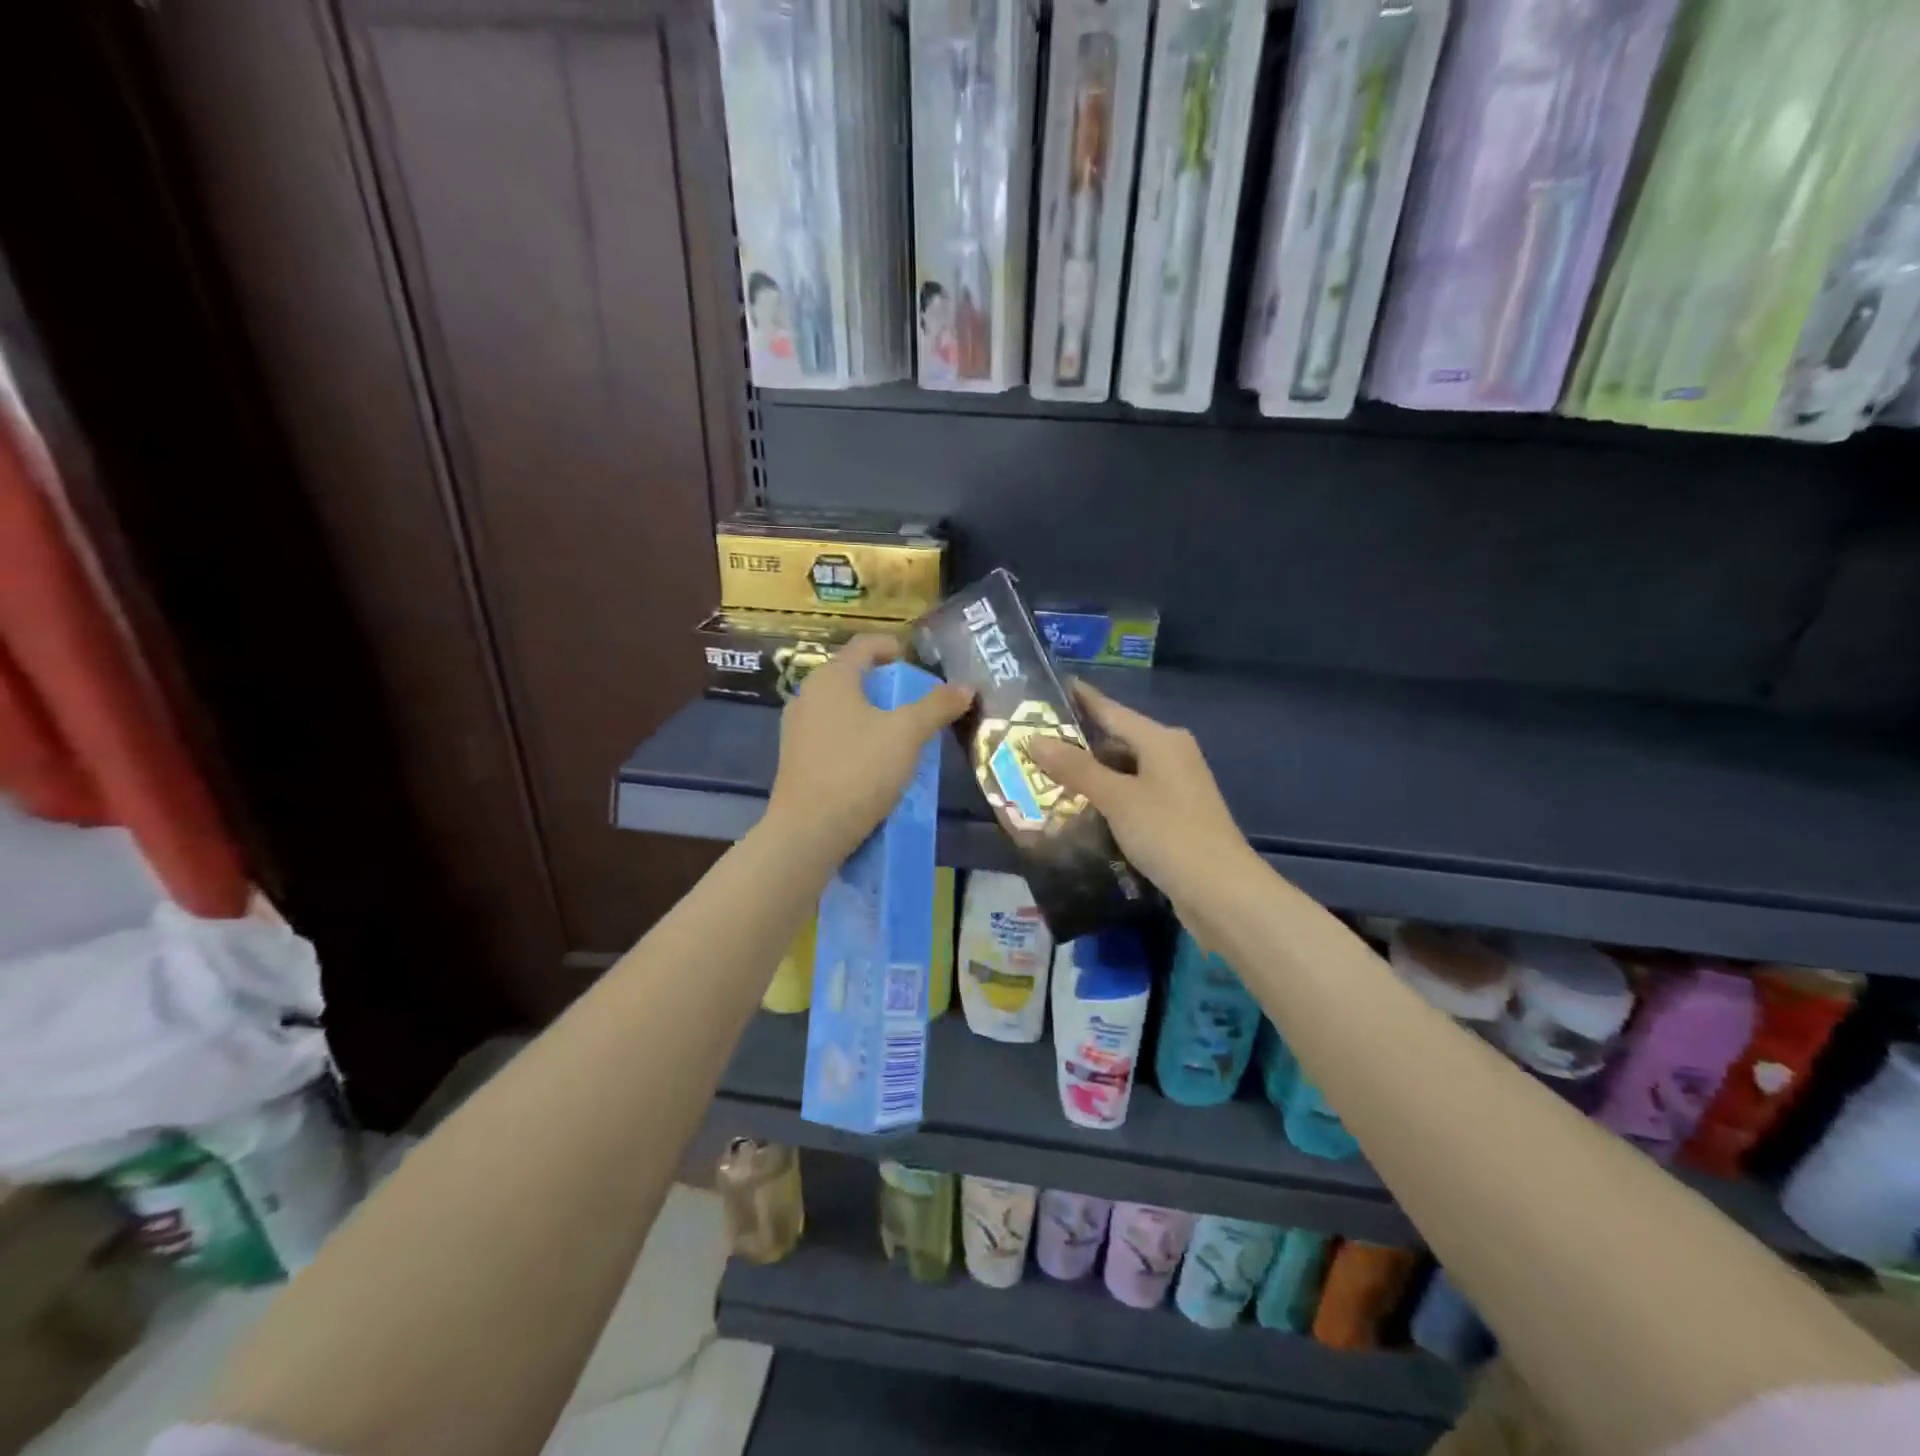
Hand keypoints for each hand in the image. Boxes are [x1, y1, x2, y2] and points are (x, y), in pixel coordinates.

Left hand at [766, 634, 973, 860]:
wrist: (809, 830)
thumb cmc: (859, 769)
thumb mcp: (907, 734)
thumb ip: (937, 706)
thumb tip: (965, 687)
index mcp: (831, 678)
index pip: (865, 645)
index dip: (893, 647)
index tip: (915, 661)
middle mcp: (807, 695)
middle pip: (852, 677)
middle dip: (886, 686)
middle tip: (916, 701)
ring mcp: (797, 729)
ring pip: (841, 709)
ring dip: (871, 715)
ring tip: (900, 734)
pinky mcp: (796, 759)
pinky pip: (832, 736)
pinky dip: (856, 738)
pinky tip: (874, 763)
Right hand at [1026, 680, 1257, 908]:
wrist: (1220, 891)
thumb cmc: (1167, 832)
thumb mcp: (1116, 797)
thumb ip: (1075, 768)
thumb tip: (1034, 738)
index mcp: (1161, 739)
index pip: (1111, 710)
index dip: (1080, 699)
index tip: (1049, 687)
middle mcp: (1171, 755)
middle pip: (1117, 741)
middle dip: (1077, 745)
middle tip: (1033, 745)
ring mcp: (1176, 787)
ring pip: (1124, 771)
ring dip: (1090, 776)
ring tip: (1046, 778)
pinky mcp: (1175, 816)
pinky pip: (1132, 796)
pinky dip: (1107, 799)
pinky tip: (1081, 810)